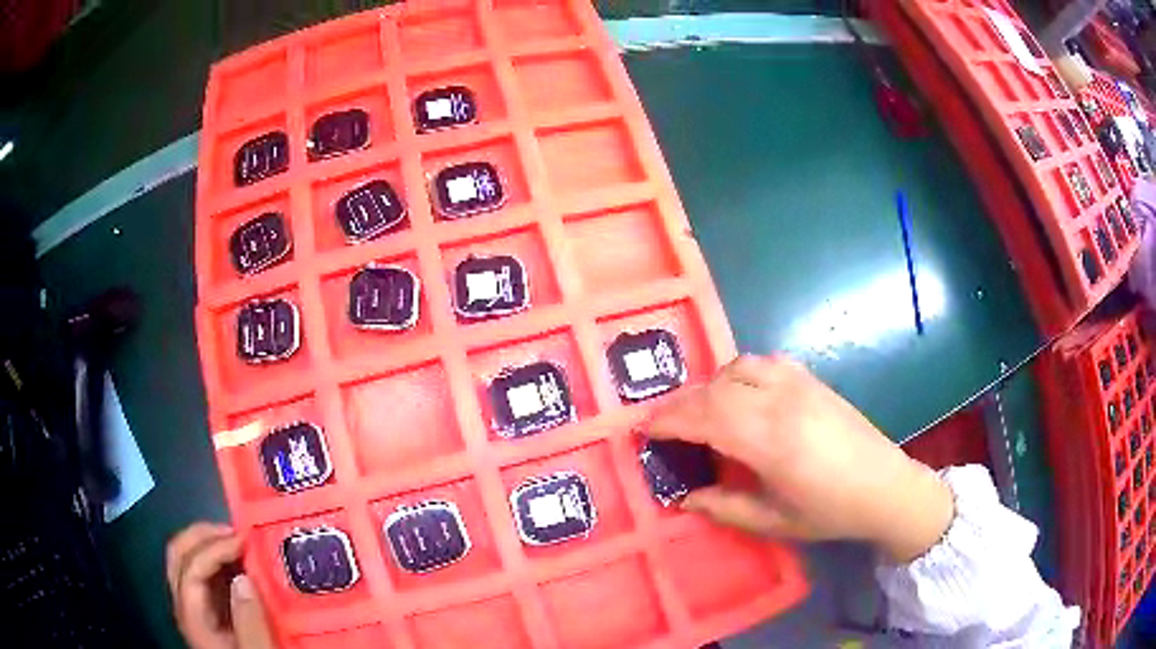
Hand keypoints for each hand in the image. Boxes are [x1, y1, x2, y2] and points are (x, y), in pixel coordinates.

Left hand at [166, 523, 274, 648]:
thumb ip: (251, 625)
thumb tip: (245, 577)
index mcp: (193, 619)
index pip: (190, 569)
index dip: (213, 548)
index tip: (246, 541)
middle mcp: (186, 606)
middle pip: (179, 555)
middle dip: (205, 535)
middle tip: (240, 533)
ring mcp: (196, 607)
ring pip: (189, 559)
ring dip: (213, 544)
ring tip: (244, 544)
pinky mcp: (210, 610)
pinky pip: (207, 574)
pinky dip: (222, 560)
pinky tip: (244, 564)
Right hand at [648, 355, 954, 561]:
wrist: (886, 487)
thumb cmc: (830, 512)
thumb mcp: (774, 521)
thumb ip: (726, 507)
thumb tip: (685, 498)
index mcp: (771, 442)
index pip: (706, 417)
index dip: (669, 420)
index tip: (645, 429)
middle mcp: (782, 403)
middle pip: (716, 388)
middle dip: (681, 403)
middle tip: (662, 422)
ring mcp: (800, 385)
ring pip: (739, 366)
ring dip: (711, 384)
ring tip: (701, 409)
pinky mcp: (813, 380)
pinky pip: (766, 361)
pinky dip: (740, 371)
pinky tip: (742, 392)